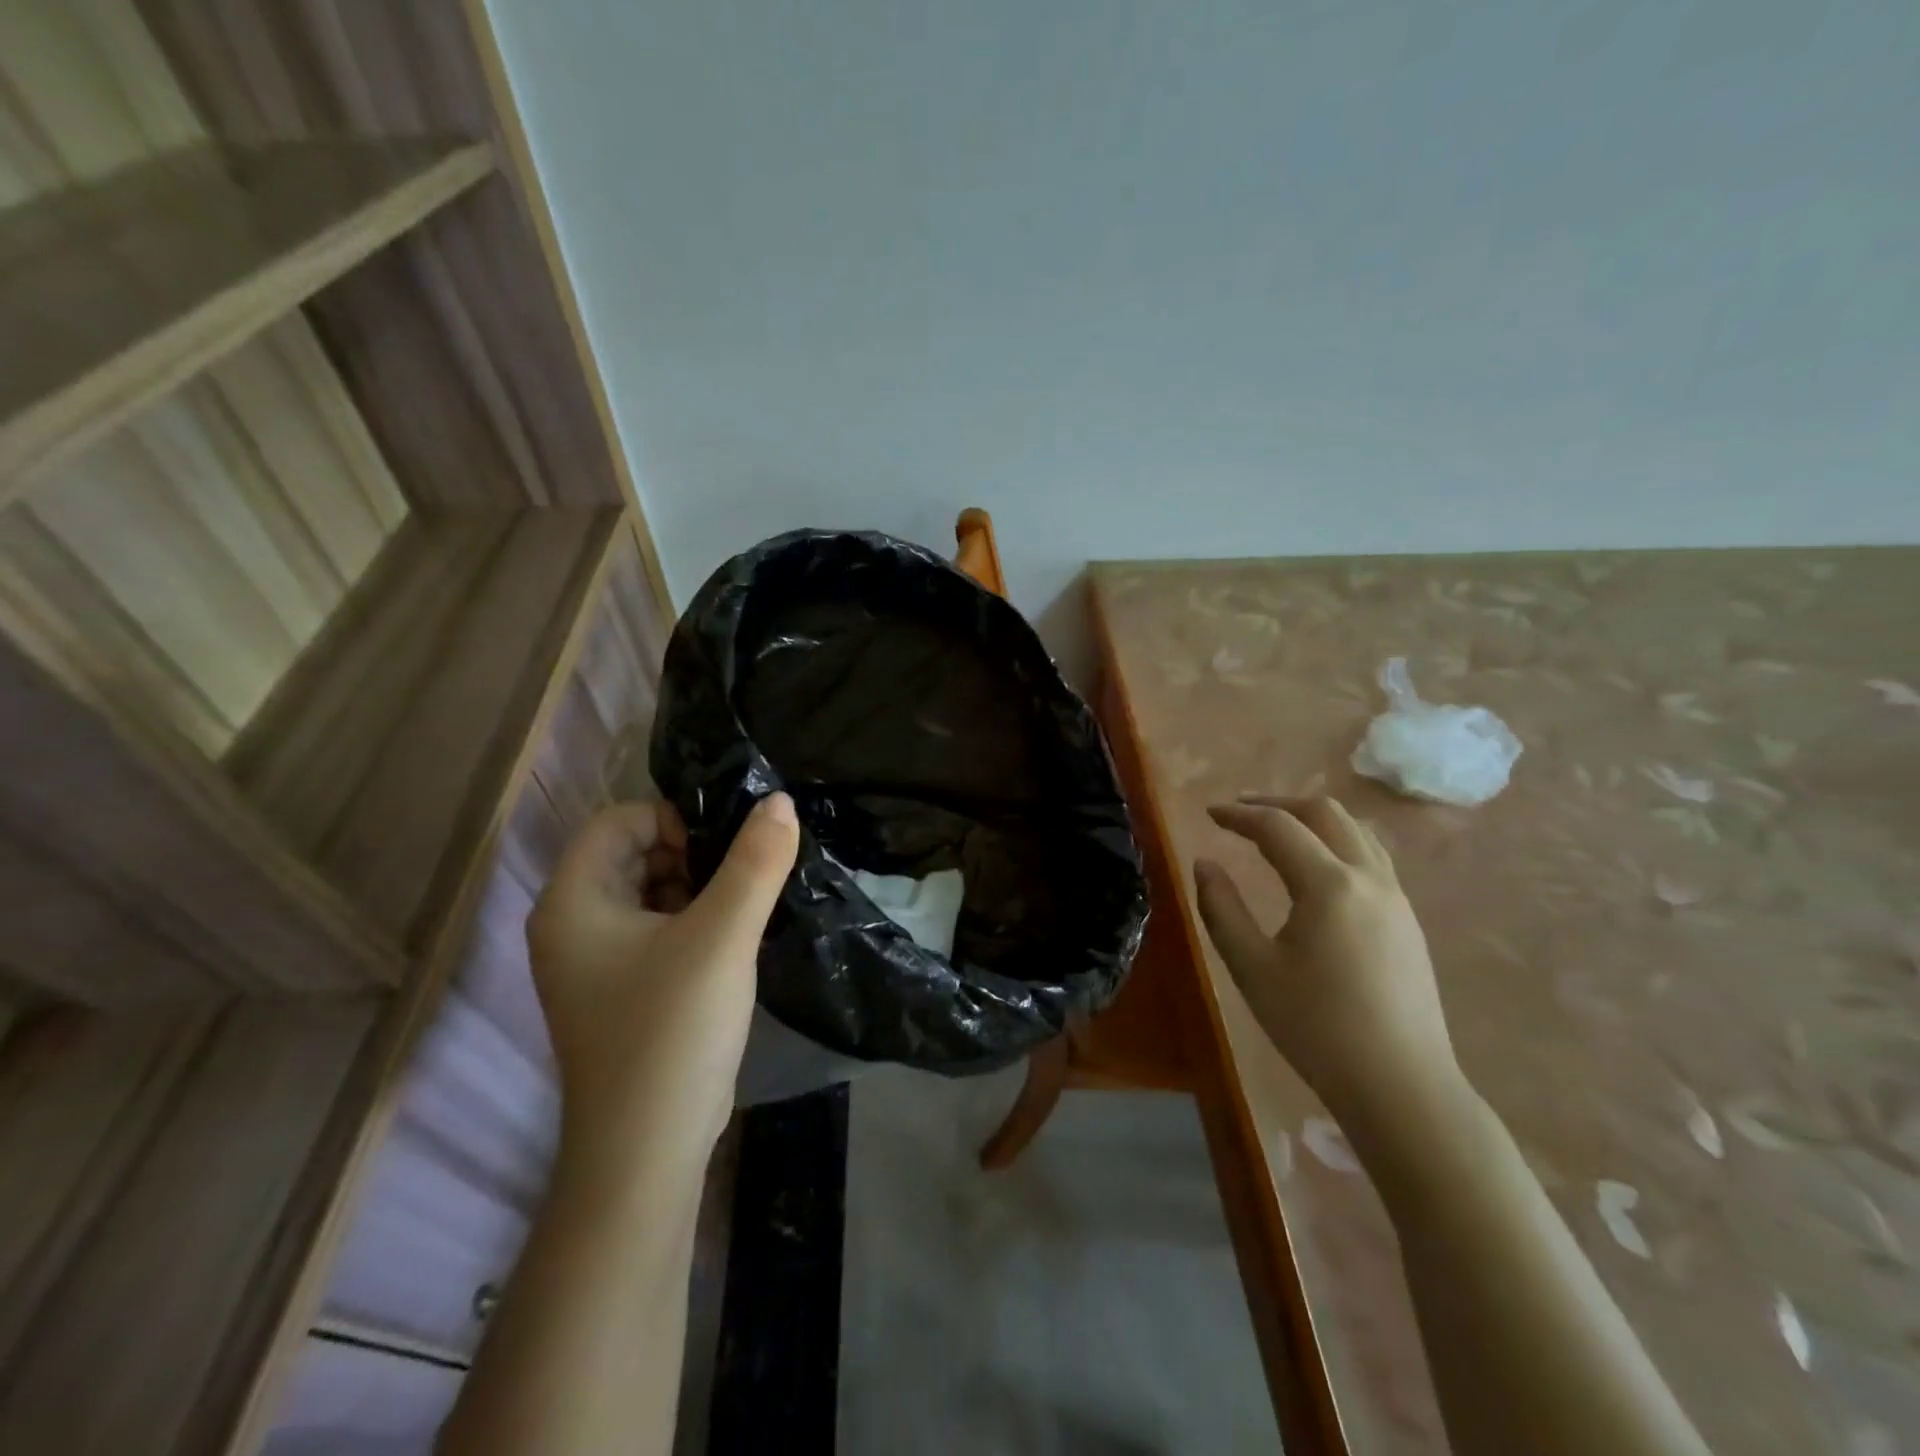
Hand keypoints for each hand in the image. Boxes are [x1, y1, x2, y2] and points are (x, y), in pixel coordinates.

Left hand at [526, 794, 799, 1184]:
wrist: (647, 1153)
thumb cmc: (672, 1031)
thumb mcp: (723, 937)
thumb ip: (755, 863)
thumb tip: (780, 801)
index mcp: (572, 901)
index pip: (620, 820)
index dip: (674, 820)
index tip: (725, 852)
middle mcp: (572, 925)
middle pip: (634, 853)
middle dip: (693, 854)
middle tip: (744, 877)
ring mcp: (594, 962)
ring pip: (650, 891)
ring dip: (699, 888)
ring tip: (745, 906)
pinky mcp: (622, 990)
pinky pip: (657, 929)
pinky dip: (694, 921)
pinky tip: (733, 940)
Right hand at [1194, 795, 1459, 1134]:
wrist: (1401, 1086)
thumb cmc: (1316, 1027)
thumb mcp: (1252, 968)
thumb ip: (1221, 908)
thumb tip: (1204, 864)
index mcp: (1329, 885)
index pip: (1278, 827)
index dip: (1239, 815)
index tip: (1210, 814)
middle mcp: (1369, 878)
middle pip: (1325, 812)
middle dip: (1278, 803)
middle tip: (1241, 812)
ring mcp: (1396, 898)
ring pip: (1356, 830)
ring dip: (1312, 818)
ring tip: (1278, 829)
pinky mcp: (1407, 921)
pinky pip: (1371, 856)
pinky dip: (1337, 841)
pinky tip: (1318, 867)